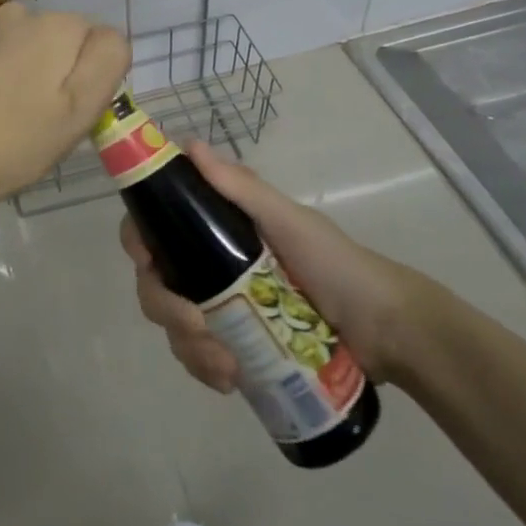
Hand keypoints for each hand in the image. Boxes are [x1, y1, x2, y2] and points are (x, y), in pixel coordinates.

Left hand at [0, 1, 129, 220]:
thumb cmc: (21, 142)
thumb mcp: (82, 107)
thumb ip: (107, 59)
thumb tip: (106, 36)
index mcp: (55, 24)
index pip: (99, 42)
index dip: (92, 79)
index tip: (71, 111)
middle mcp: (21, 12)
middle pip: (66, 40)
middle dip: (63, 72)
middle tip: (47, 118)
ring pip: (36, 46)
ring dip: (36, 72)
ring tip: (18, 114)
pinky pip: (7, 53)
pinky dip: (9, 74)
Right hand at [120, 141, 430, 388]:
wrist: (386, 333)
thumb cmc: (337, 266)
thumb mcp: (290, 222)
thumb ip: (241, 188)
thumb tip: (188, 145)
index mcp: (218, 227)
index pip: (156, 225)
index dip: (139, 239)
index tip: (147, 260)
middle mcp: (210, 263)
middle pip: (156, 280)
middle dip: (166, 307)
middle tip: (196, 326)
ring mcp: (221, 307)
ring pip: (173, 323)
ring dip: (188, 346)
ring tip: (227, 367)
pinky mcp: (234, 345)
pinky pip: (197, 356)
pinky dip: (204, 369)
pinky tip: (229, 380)